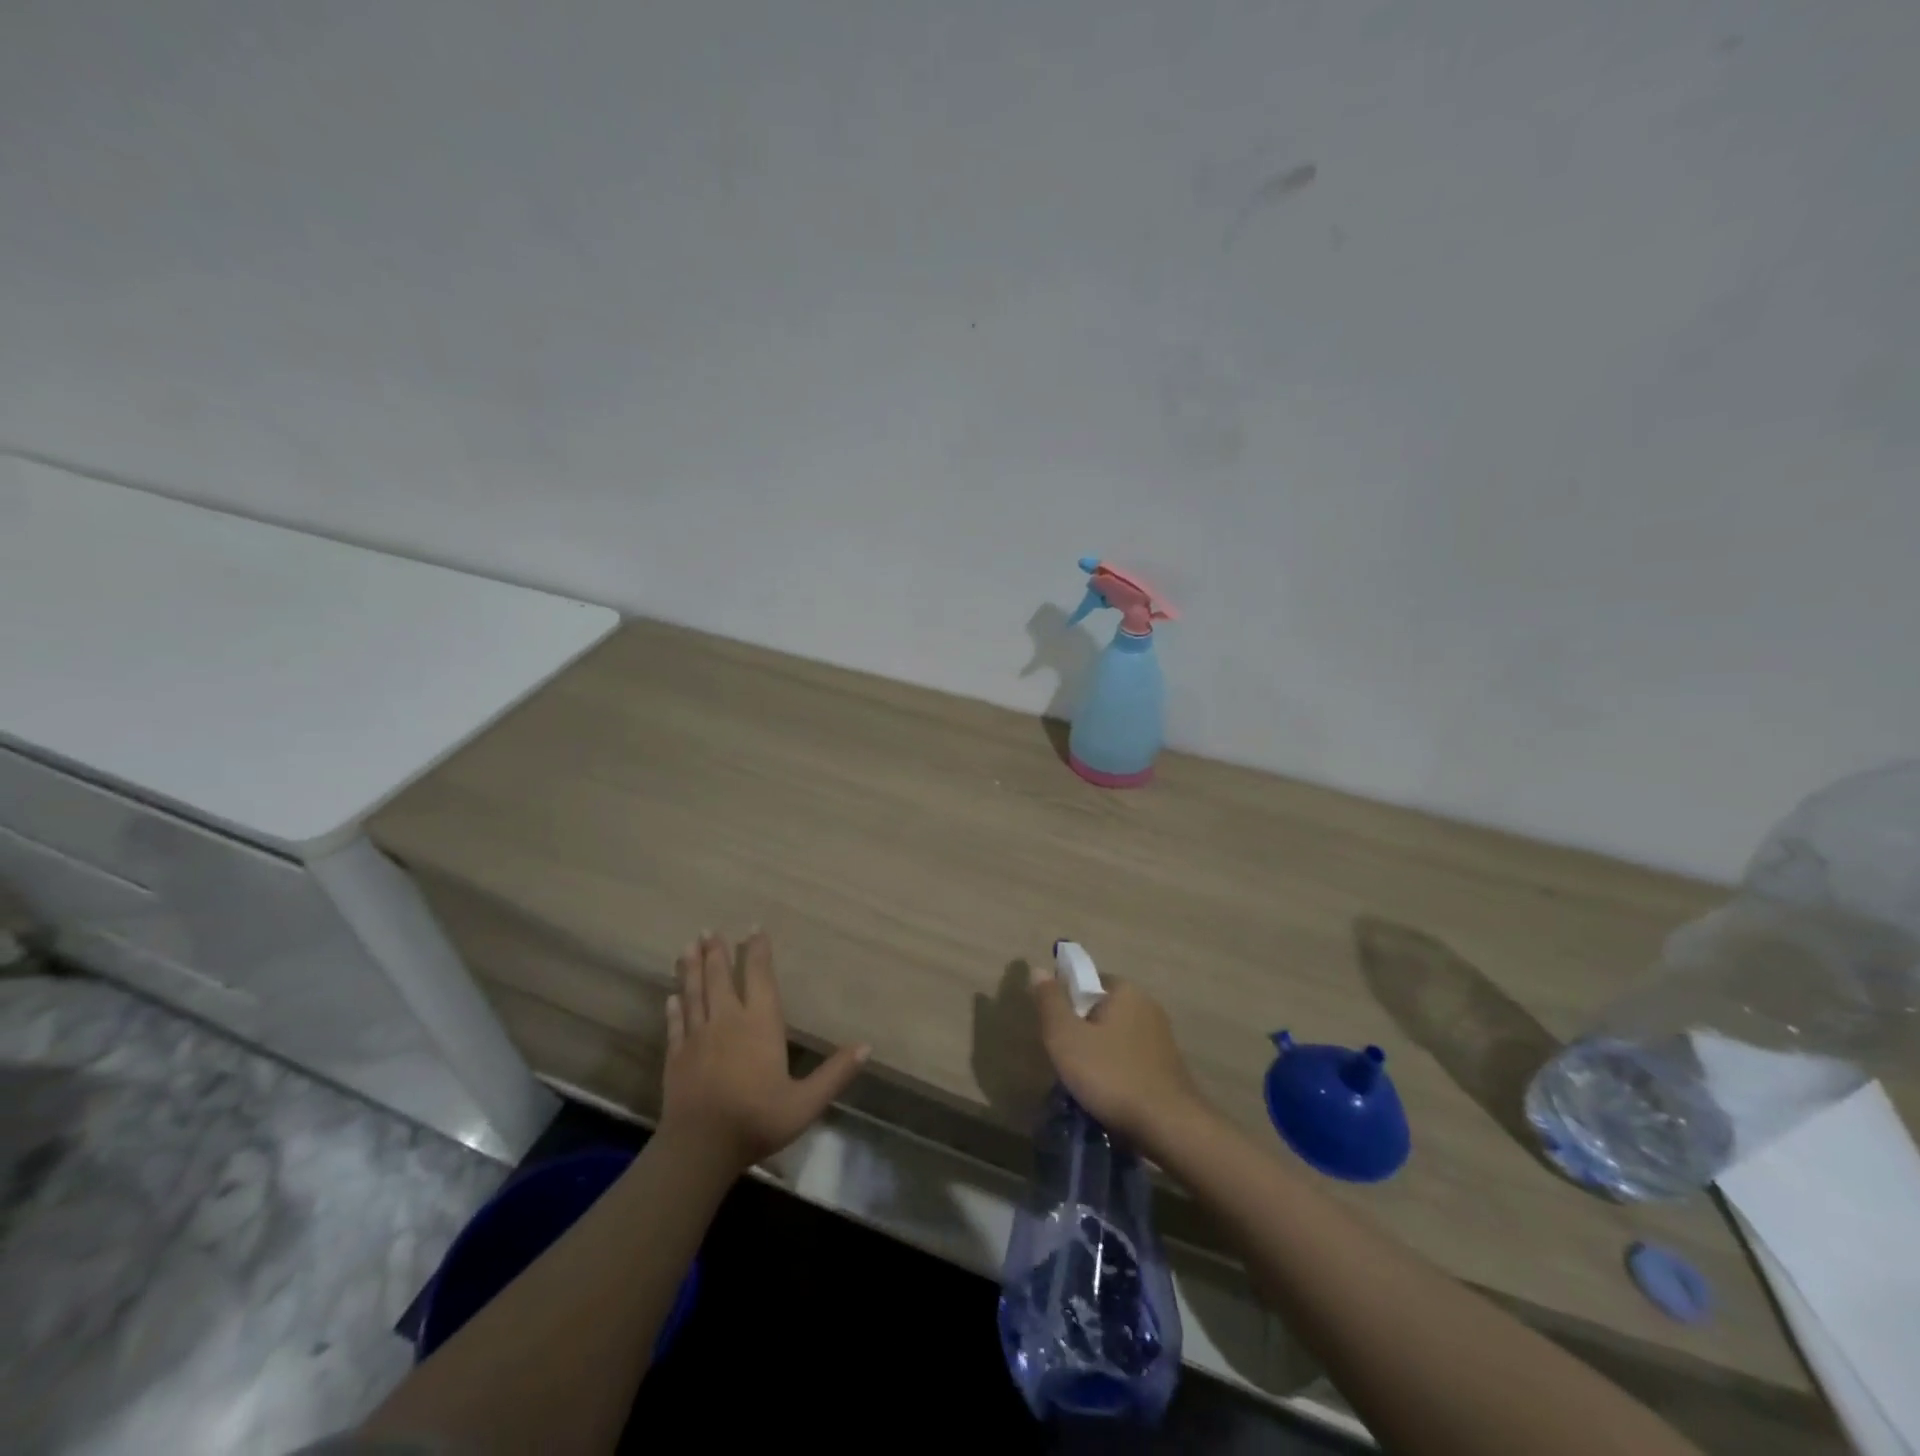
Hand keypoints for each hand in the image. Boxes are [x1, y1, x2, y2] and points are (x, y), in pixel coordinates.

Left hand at [663, 931, 868, 1170]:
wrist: (701, 1147)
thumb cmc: (758, 1119)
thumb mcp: (806, 1102)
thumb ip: (835, 1073)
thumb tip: (867, 1046)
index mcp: (760, 1024)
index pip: (759, 978)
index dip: (757, 952)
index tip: (753, 928)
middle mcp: (727, 1021)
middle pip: (720, 979)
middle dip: (716, 953)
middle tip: (707, 930)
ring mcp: (698, 1038)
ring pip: (694, 995)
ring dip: (691, 971)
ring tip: (686, 948)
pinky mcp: (676, 1058)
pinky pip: (676, 1025)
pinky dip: (674, 1009)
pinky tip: (670, 998)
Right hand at [1030, 967, 1207, 1149]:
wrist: (1168, 1127)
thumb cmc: (1111, 1075)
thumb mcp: (1066, 1037)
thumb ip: (1050, 1002)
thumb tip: (1038, 969)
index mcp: (1125, 990)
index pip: (1086, 982)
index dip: (1066, 1004)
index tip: (1056, 1032)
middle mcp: (1148, 1005)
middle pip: (1101, 1010)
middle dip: (1082, 1031)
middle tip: (1067, 1060)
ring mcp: (1162, 1037)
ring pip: (1116, 1036)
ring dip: (1100, 1053)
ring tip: (1086, 1083)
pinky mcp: (1169, 1066)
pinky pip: (1132, 1058)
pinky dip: (1118, 1070)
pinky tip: (1110, 1094)